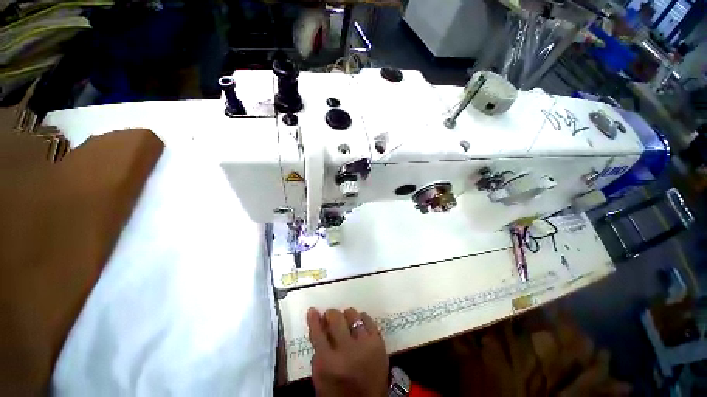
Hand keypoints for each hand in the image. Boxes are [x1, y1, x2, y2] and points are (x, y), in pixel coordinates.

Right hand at [307, 307, 388, 396]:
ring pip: (352, 315)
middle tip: (330, 316)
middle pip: (336, 319)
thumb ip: (318, 351)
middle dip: (331, 314)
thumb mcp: (321, 376)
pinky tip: (359, 323)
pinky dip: (361, 318)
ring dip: (346, 316)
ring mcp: (365, 345)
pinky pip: (368, 319)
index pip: (317, 333)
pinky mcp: (378, 342)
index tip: (313, 310)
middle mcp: (347, 351)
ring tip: (345, 321)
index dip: (313, 319)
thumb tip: (319, 324)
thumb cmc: (339, 392)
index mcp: (328, 363)